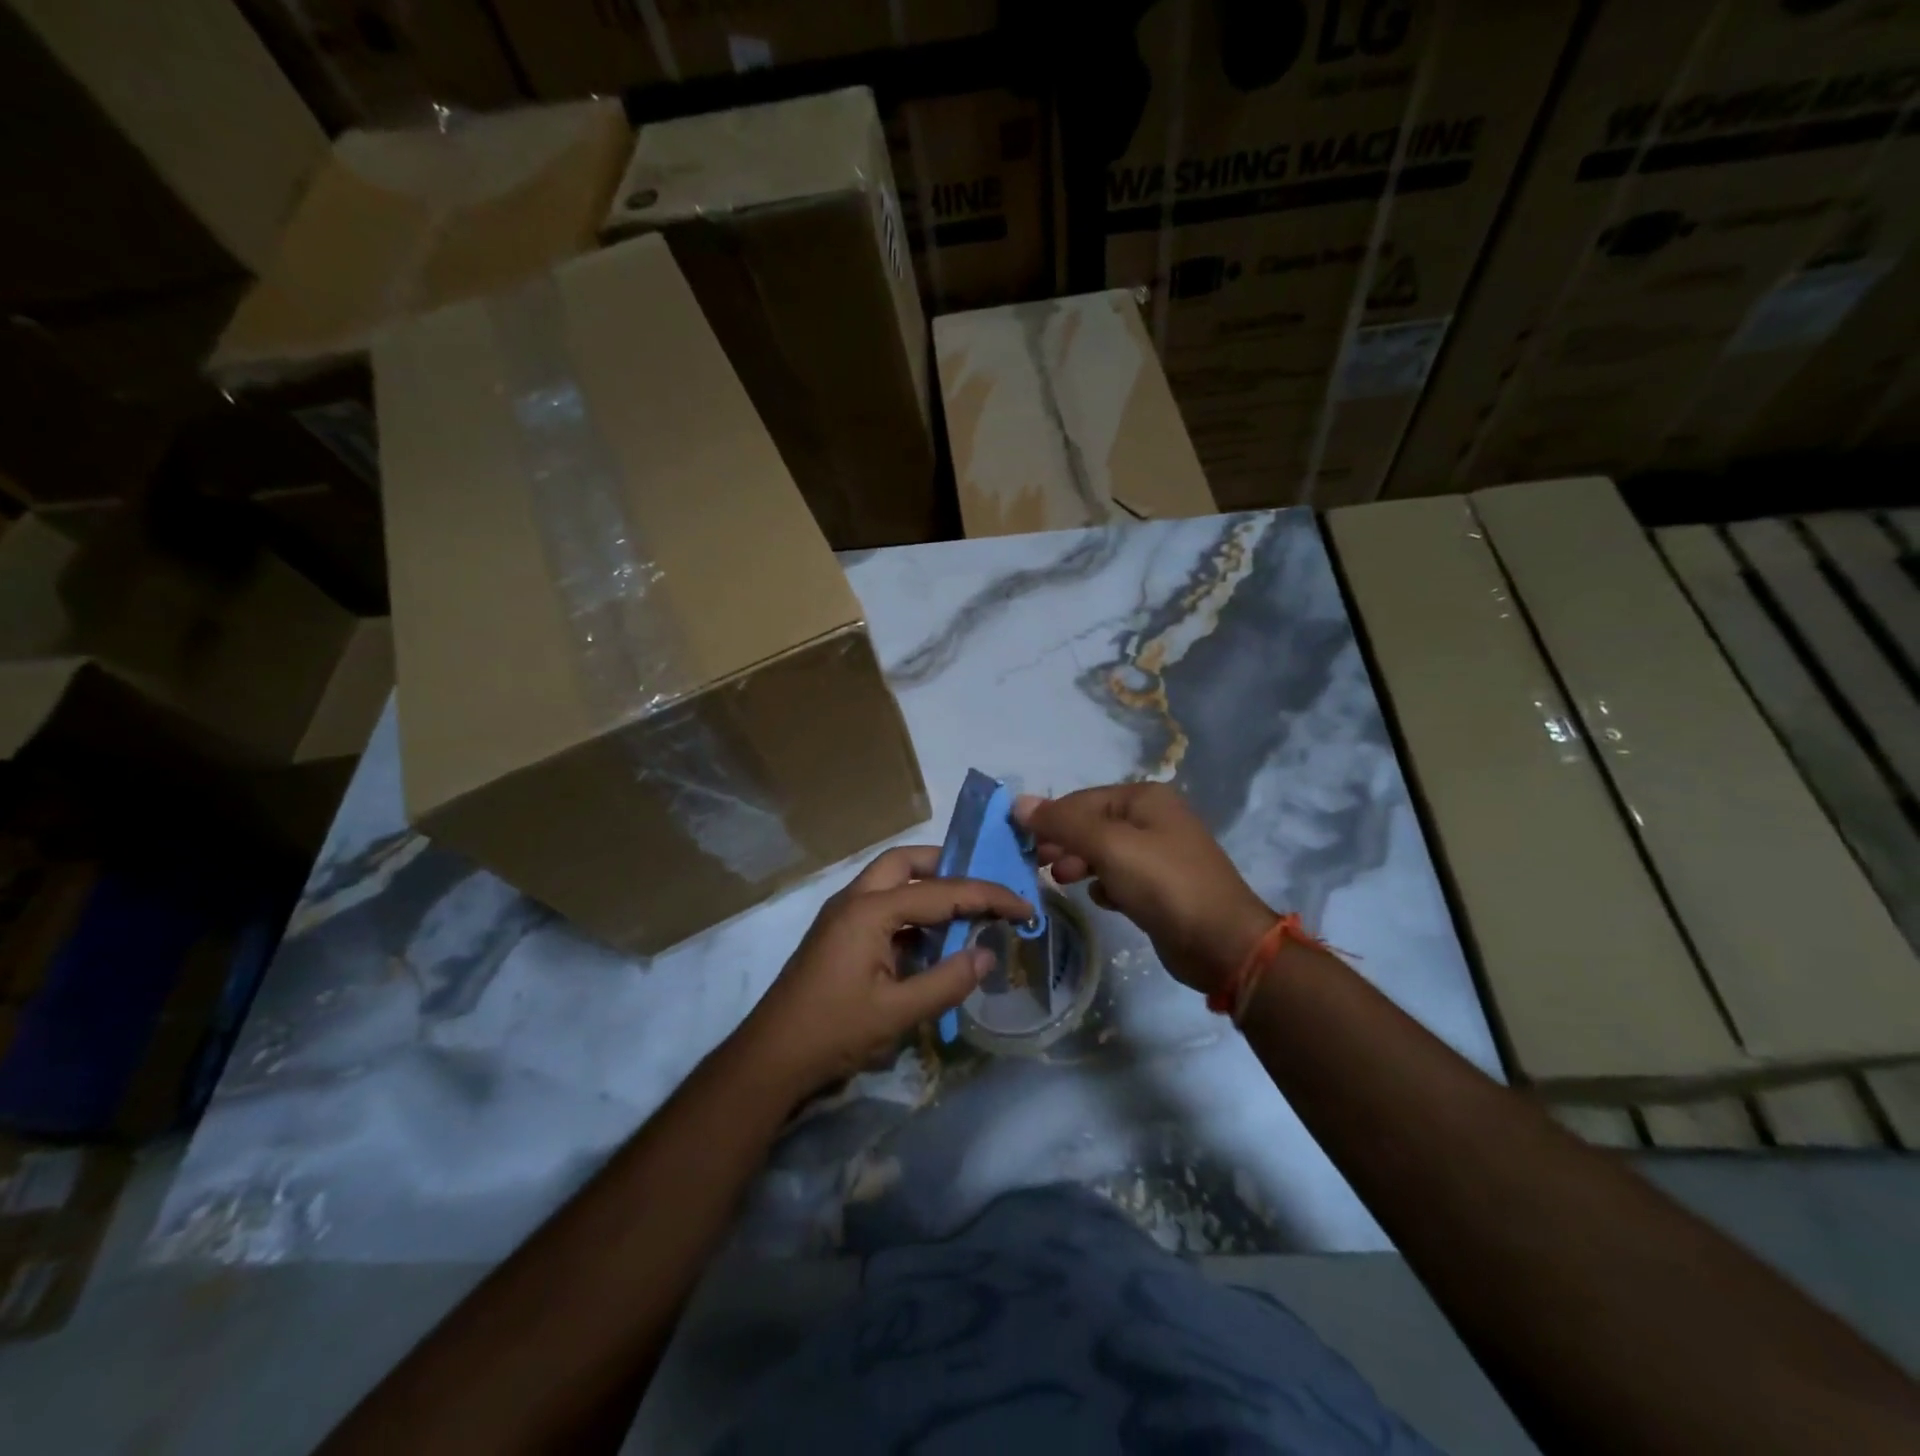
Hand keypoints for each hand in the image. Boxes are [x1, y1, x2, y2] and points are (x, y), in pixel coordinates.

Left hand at [740, 846, 1031, 1098]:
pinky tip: (933, 942)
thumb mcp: (898, 1013)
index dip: (988, 897)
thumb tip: (987, 955)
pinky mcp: (839, 935)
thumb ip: (947, 981)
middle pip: (907, 863)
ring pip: (892, 882)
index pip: (942, 891)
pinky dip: (912, 915)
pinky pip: (883, 908)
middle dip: (949, 868)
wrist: (770, 1059)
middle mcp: (855, 899)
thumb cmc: (833, 1032)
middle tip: (984, 891)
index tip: (1024, 906)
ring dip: (929, 890)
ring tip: (967, 913)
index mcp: (870, 909)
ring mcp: (843, 915)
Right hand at [1015, 783, 1272, 995]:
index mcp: (1145, 798)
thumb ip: (1063, 824)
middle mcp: (1153, 819)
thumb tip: (1019, 803)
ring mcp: (1159, 854)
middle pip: (1092, 824)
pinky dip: (1106, 886)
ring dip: (1079, 864)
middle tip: (1036, 865)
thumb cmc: (1163, 883)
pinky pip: (1120, 878)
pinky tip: (1102, 900)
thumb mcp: (1108, 846)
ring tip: (1062, 882)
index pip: (1082, 800)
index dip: (1049, 819)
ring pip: (1104, 852)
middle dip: (1063, 843)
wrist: (1221, 943)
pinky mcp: (1161, 888)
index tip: (1020, 844)